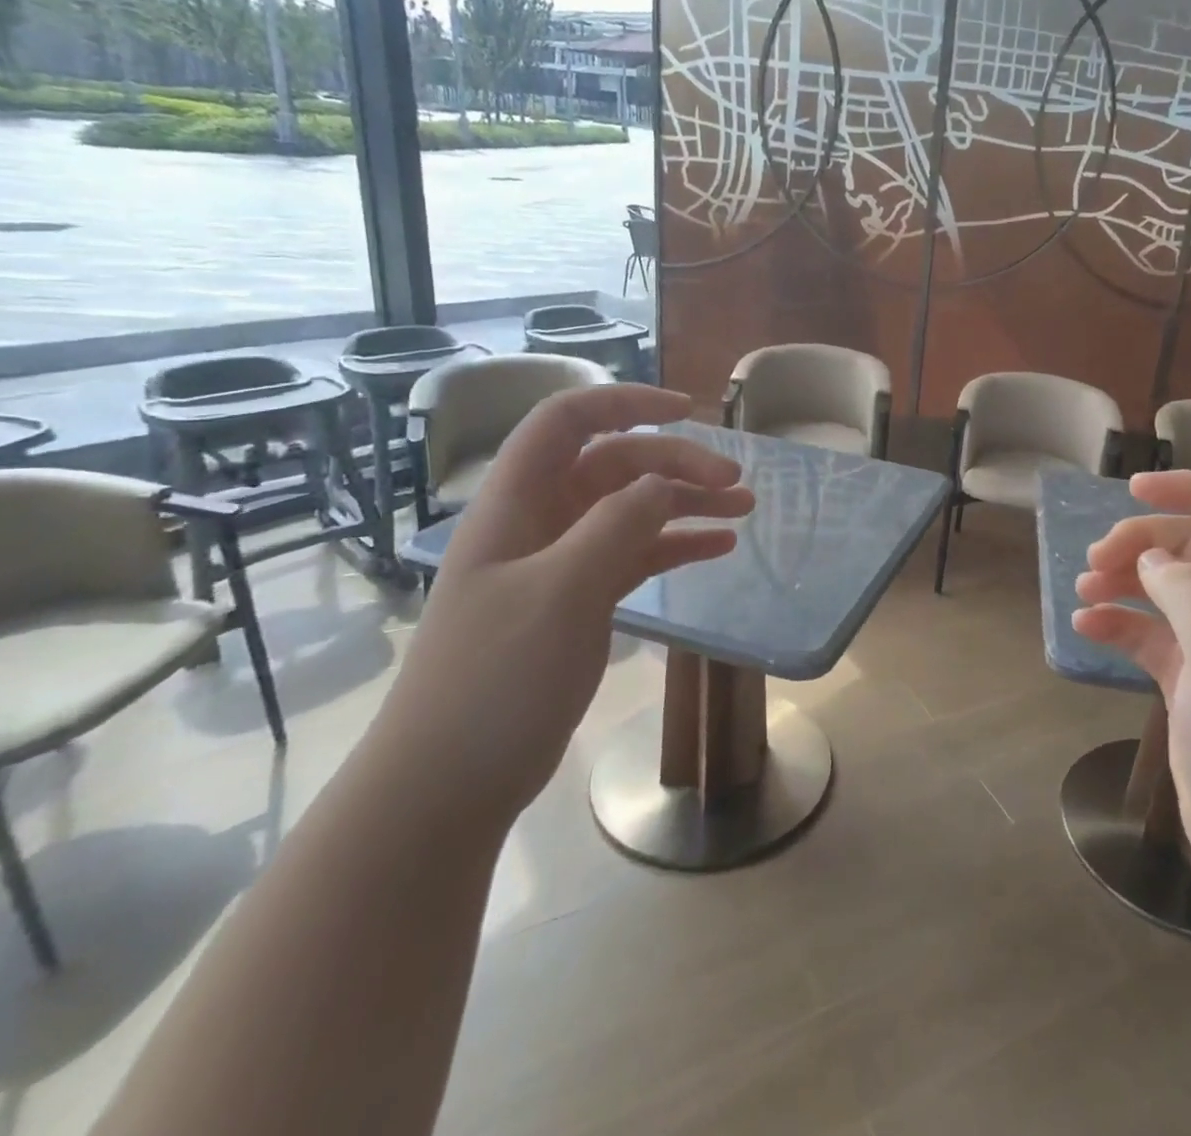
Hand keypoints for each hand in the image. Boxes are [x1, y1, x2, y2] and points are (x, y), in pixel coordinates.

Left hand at [373, 385, 753, 825]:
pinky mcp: (577, 602)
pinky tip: (718, 549)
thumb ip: (616, 526)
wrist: (447, 786)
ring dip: (685, 502)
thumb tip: (664, 482)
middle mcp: (538, 522)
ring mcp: (558, 564)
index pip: (567, 422)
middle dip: (676, 464)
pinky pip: (635, 555)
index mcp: (515, 504)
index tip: (688, 411)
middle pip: (613, 465)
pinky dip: (675, 545)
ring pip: (630, 510)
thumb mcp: (560, 593)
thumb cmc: (494, 681)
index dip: (625, 403)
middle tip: (736, 482)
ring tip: (743, 509)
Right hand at [1071, 471, 1190, 894]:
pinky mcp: (1190, 683)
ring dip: (1122, 580)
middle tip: (1097, 559)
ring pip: (1164, 589)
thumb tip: (1151, 561)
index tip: (1134, 490)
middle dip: (1141, 542)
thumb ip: (1189, 589)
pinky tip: (1086, 629)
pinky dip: (1117, 625)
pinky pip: (1148, 636)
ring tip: (1085, 590)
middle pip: (1190, 548)